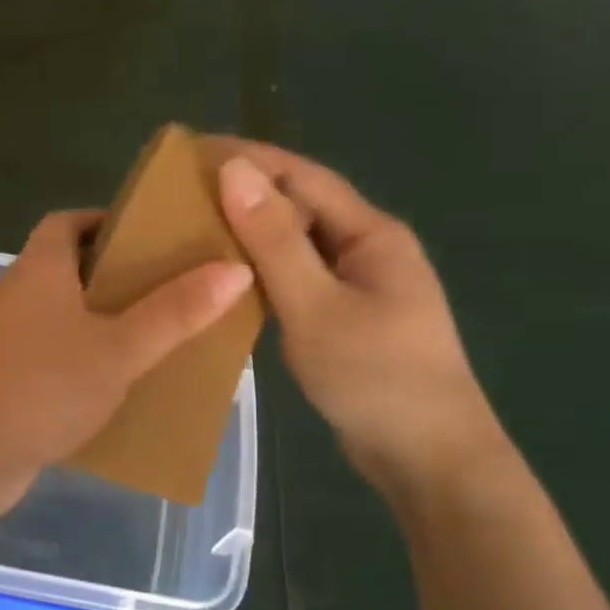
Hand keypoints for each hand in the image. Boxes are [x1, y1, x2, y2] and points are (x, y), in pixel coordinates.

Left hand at [0, 208, 252, 500]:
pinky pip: (54, 357)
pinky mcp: (7, 380)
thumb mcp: (119, 347)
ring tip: (159, 336)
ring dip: (104, 322)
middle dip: (117, 275)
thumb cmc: (43, 385)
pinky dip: (85, 361)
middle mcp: (17, 295)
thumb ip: (175, 311)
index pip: (68, 222)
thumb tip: (235, 268)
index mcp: (39, 268)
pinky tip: (121, 384)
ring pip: (63, 316)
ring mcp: (7, 340)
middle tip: (172, 288)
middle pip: (69, 268)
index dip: (107, 220)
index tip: (154, 235)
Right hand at [212, 138, 505, 494]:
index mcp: (371, 234)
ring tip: (193, 231)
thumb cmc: (376, 378)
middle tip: (181, 196)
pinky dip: (261, 274)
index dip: (249, 157)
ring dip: (250, 235)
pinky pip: (297, 281)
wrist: (428, 458)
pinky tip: (227, 282)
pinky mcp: (346, 319)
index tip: (191, 150)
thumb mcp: (316, 306)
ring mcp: (359, 287)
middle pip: (300, 207)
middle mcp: (367, 250)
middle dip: (245, 194)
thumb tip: (235, 170)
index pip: (302, 176)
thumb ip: (274, 241)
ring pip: (296, 246)